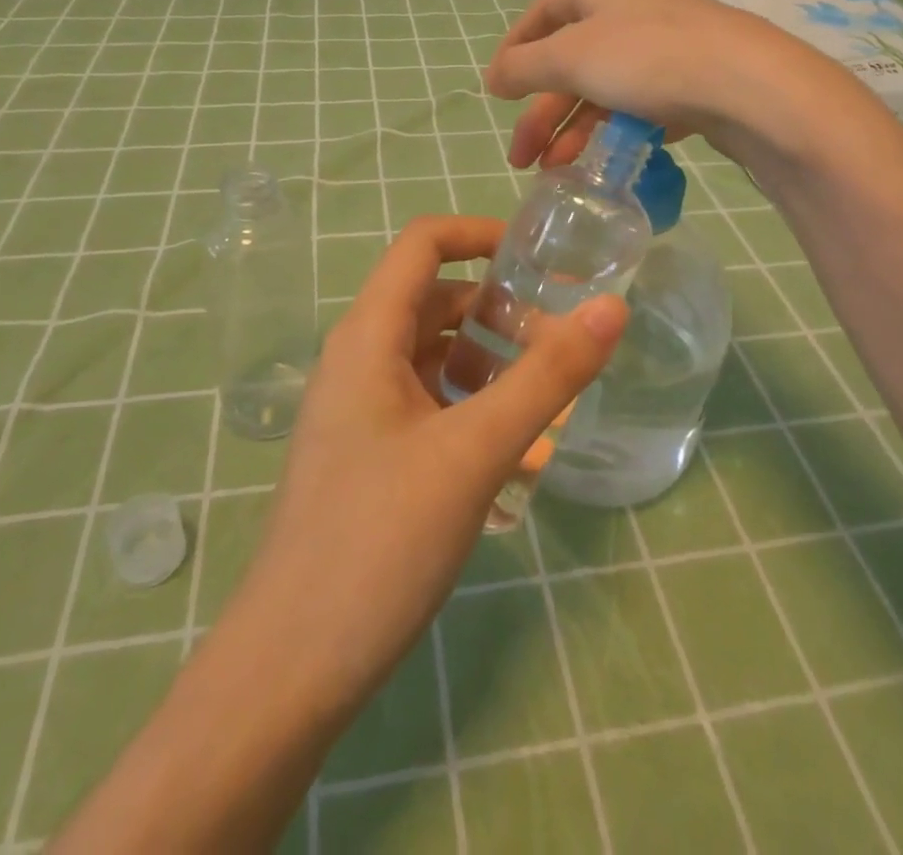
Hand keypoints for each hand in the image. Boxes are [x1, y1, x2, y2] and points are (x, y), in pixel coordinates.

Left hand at [52, 218, 628, 853]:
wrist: (291, 668)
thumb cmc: (379, 540)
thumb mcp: (476, 451)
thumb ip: (547, 377)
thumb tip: (612, 308)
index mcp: (369, 335)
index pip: (424, 244)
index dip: (481, 234)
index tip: (544, 259)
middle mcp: (360, 359)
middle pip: (438, 303)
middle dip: (503, 314)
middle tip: (564, 347)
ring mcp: (363, 409)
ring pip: (437, 358)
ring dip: (494, 367)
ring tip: (552, 404)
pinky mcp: (372, 454)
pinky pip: (431, 407)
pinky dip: (475, 412)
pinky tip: (518, 457)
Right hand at [485, 0, 845, 170]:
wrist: (750, 87)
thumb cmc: (648, 58)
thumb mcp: (571, 58)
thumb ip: (524, 67)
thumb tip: (493, 78)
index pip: (544, 11)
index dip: (516, 47)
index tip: (497, 89)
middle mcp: (632, 12)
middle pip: (571, 60)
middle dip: (541, 112)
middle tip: (520, 157)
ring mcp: (666, 48)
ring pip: (604, 90)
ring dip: (574, 131)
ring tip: (555, 173)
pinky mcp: (693, 83)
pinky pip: (640, 107)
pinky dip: (615, 134)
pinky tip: (604, 163)